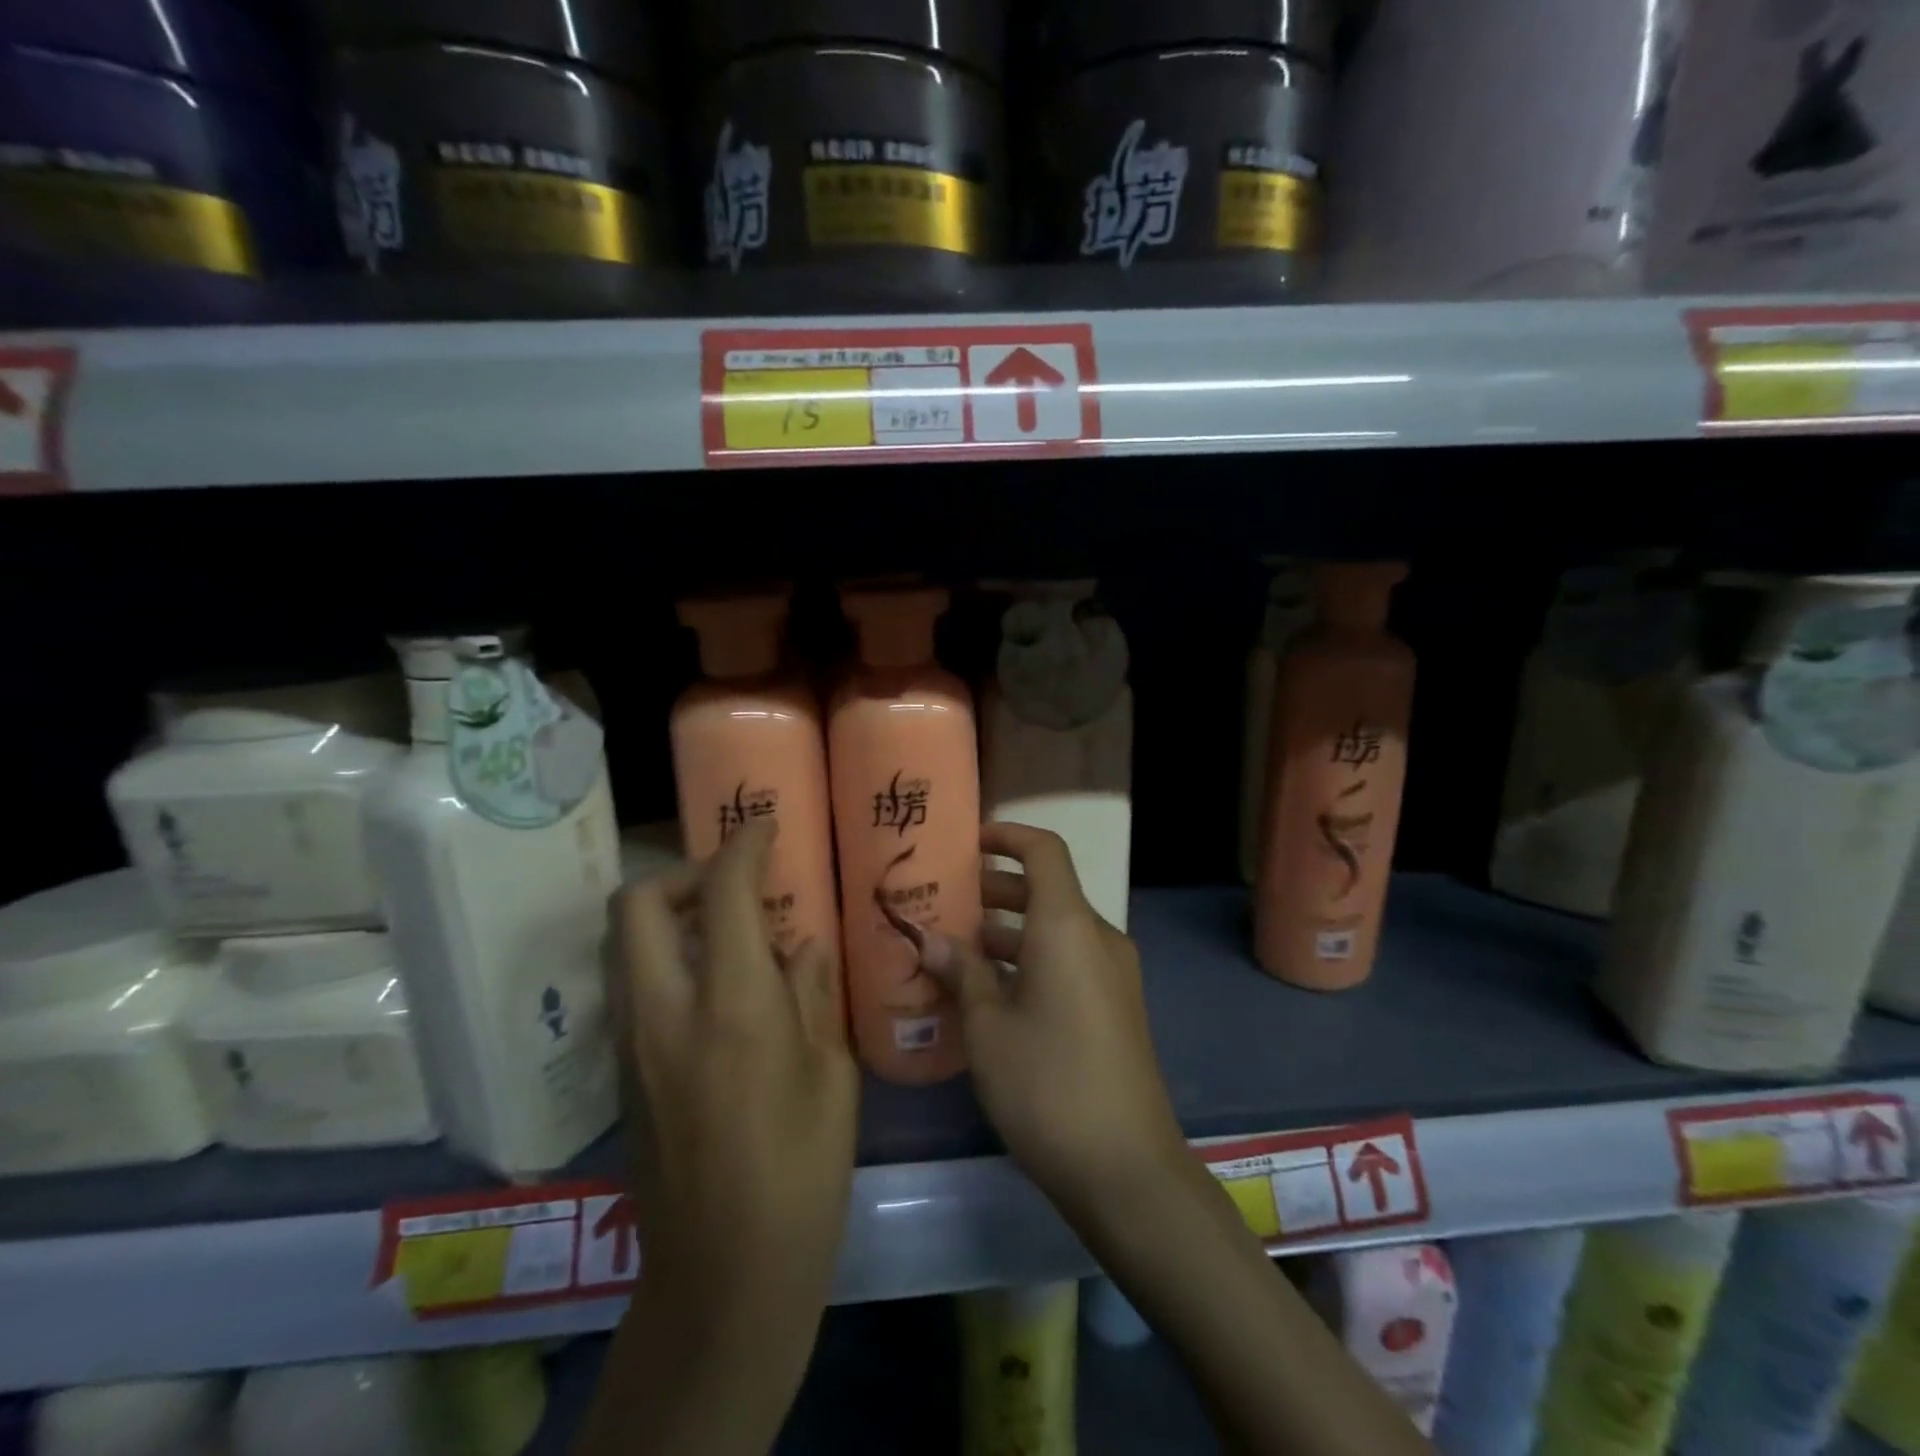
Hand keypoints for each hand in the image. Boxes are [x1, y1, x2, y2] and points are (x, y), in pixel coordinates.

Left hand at [611, 819, 857, 1323]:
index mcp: (731, 1006)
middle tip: (731, 883)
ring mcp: (631, 1044)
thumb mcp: (830, 1074)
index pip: (723, 892)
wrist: (725, 1275)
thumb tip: (802, 943)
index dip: (744, 846)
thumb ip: (811, 993)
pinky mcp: (621, 1074)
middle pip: (638, 904)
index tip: (766, 827)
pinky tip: (712, 989)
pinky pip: (630, 984)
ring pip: (624, 944)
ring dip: (667, 915)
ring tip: (724, 930)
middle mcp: (665, 1012)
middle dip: (681, 873)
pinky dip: (663, 958)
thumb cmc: (801, 1170)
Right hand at [920, 822, 1187, 1212]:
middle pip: (1047, 890)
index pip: (1044, 851)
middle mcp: (1098, 937)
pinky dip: (1031, 960)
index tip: (967, 842)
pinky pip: (1069, 961)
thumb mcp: (988, 1027)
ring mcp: (1113, 974)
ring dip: (1010, 930)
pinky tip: (991, 994)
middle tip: (946, 901)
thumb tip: (930, 939)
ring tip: (956, 949)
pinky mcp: (1116, 1008)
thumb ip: (961, 973)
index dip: (1007, 836)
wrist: (1127, 1169)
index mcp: (1068, 926)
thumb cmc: (1048, 1084)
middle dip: (996, 889)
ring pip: (1056, 930)